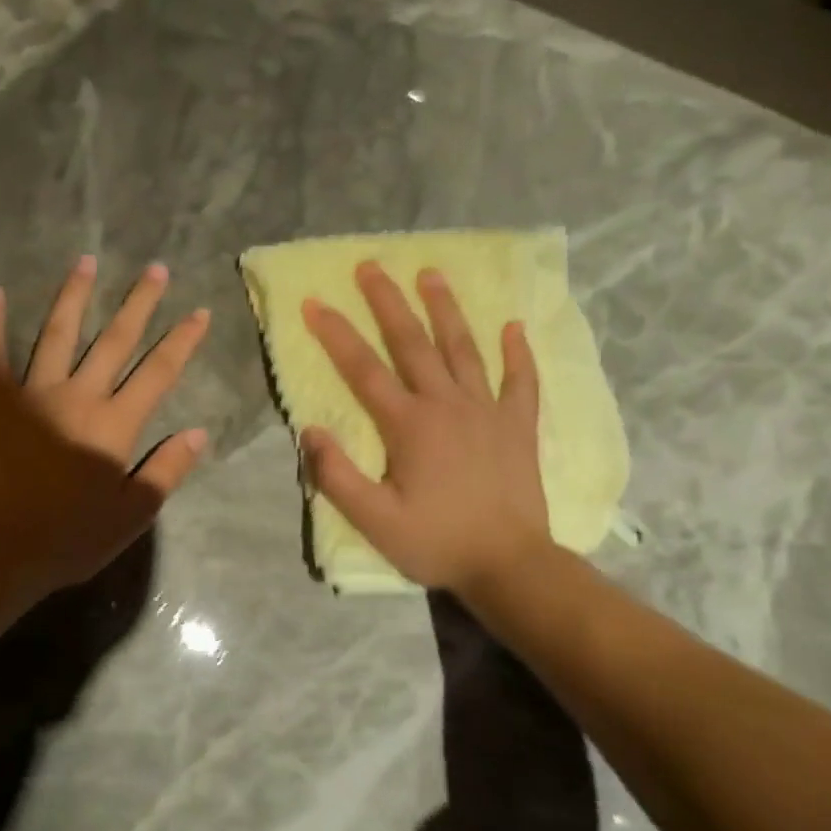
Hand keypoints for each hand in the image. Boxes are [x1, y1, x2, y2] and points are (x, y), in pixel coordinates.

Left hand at [0, 255, 210, 601]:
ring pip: (57, 333)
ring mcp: (32, 394)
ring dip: (75, 296)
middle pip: (114, 340)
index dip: (182, 340)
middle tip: (155, 269)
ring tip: (87, 261)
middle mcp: (77, 397)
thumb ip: (166, 471)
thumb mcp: (131, 516)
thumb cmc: (67, 539)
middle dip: (138, 303)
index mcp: (114, 425)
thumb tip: (198, 432)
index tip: (200, 311)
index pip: (158, 373)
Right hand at [301, 262, 552, 595]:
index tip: (315, 302)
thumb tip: (310, 430)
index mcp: (409, 425)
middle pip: (413, 343)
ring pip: (463, 348)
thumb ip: (336, 475)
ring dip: (445, 309)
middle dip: (388, 302)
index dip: (336, 334)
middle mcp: (447, 405)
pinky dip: (518, 353)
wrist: (509, 564)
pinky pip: (521, 381)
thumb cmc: (436, 542)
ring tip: (430, 274)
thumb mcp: (374, 520)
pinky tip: (513, 326)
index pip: (363, 369)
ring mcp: (487, 411)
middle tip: (371, 266)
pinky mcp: (518, 425)